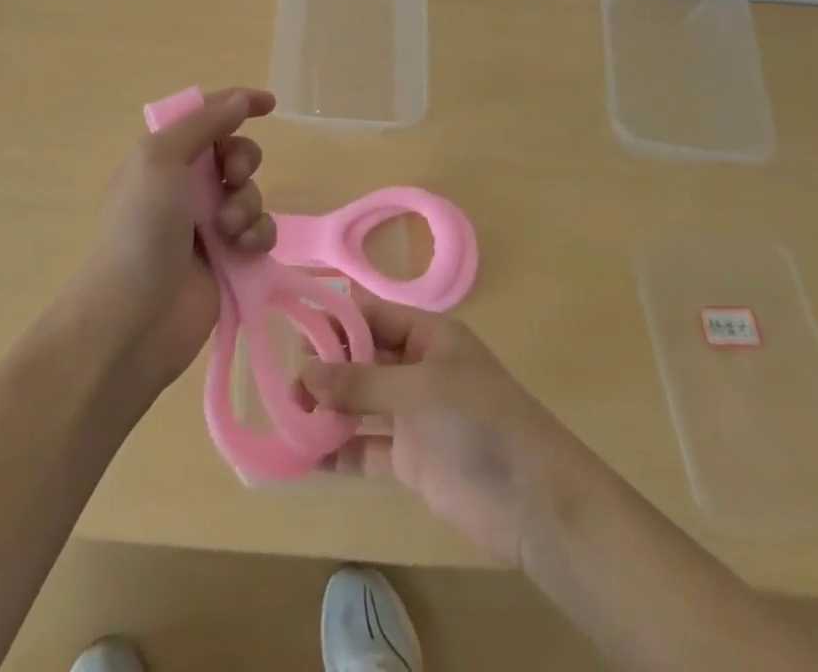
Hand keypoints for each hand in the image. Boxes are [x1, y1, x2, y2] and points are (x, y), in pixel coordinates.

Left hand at [75, 87, 277, 392]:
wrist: (132, 319)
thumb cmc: (140, 228)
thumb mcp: (160, 159)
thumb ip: (203, 124)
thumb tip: (240, 99)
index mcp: (163, 158)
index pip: (205, 117)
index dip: (237, 104)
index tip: (270, 104)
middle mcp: (185, 187)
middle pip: (234, 153)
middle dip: (243, 159)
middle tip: (233, 176)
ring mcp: (208, 225)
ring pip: (251, 193)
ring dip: (247, 203)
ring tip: (228, 229)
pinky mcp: (230, 260)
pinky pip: (260, 232)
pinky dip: (258, 235)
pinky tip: (243, 250)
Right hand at [299, 293, 581, 564]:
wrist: (533, 502)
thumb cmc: (478, 422)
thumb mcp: (418, 391)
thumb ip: (361, 382)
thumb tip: (305, 370)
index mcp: (428, 336)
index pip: (373, 314)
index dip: (335, 318)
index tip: (293, 326)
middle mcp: (417, 368)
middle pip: (363, 357)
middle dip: (326, 366)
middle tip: (284, 380)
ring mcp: (414, 415)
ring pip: (361, 402)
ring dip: (328, 408)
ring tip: (287, 413)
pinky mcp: (411, 459)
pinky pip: (367, 447)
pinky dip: (340, 450)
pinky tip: (306, 455)